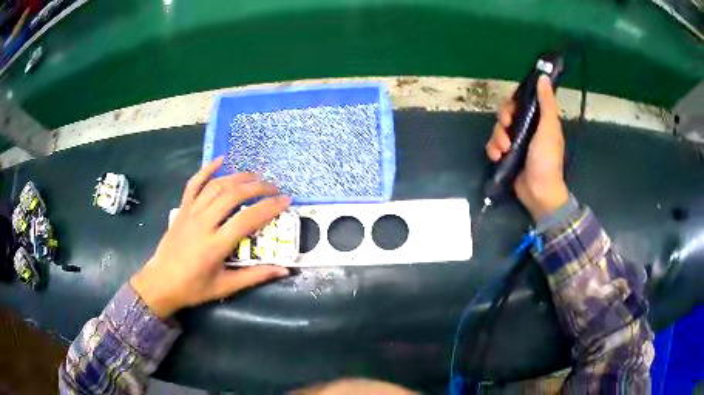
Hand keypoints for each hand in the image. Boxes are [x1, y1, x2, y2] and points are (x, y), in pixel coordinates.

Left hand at [130, 157, 290, 317]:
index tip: (286, 201)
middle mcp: (203, 223)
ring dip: (238, 177)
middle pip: (233, 195)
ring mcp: (190, 213)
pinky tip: (220, 159)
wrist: (161, 282)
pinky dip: (207, 169)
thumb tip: (283, 270)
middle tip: (274, 188)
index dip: (269, 207)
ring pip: (216, 186)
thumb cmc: (193, 288)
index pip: (247, 219)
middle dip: (257, 187)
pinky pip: (194, 184)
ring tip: (255, 177)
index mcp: (215, 245)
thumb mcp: (225, 287)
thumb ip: (255, 276)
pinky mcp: (182, 209)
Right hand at [486, 75, 568, 220]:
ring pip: (498, 130)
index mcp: (538, 120)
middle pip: (506, 114)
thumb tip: (543, 77)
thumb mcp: (549, 128)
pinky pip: (494, 146)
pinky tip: (498, 157)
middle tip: (506, 129)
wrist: (539, 192)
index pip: (521, 103)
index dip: (512, 103)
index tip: (511, 111)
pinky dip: (493, 150)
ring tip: (503, 151)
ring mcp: (516, 143)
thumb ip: (546, 103)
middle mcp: (526, 129)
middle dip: (503, 121)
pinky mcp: (507, 156)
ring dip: (497, 138)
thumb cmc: (547, 159)